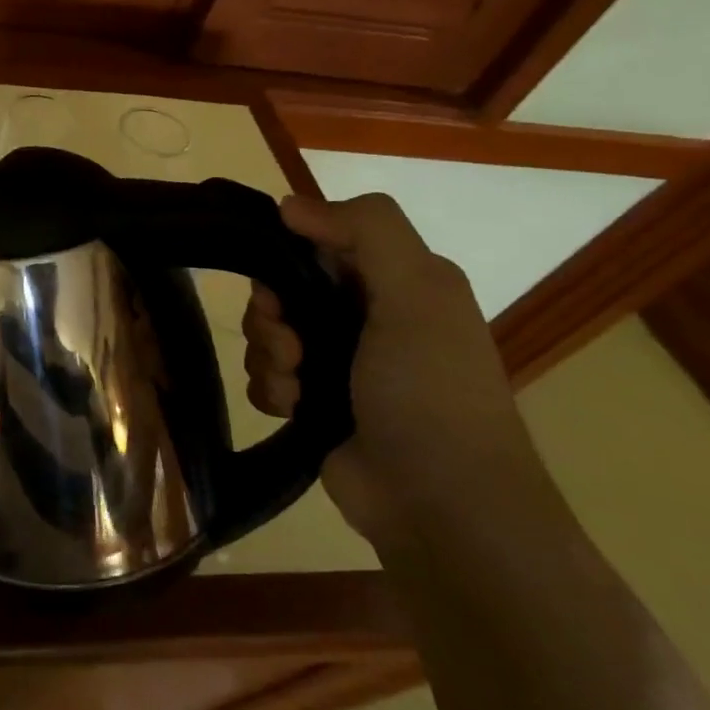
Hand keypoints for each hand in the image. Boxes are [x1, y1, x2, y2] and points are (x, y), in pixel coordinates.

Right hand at [242, 193, 547, 547]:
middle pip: (285, 290)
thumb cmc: (430, 390)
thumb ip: (366, 231)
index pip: (321, 243)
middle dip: (273, 315)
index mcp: (397, 284)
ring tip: (297, 387)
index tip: (278, 282)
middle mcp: (367, 319)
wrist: (442, 505)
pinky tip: (292, 409)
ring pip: (269, 335)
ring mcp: (340, 366)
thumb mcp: (417, 294)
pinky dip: (271, 390)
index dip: (289, 254)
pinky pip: (267, 378)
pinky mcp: (317, 407)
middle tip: (291, 344)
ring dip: (270, 357)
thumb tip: (289, 204)